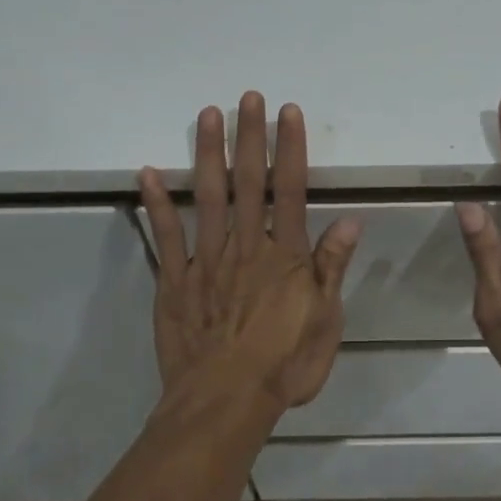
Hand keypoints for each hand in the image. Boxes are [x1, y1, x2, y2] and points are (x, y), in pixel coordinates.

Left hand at [139, 92, 361, 413]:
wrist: (225, 403)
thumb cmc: (284, 365)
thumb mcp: (325, 321)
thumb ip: (332, 267)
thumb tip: (351, 219)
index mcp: (284, 255)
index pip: (290, 189)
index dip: (289, 149)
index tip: (287, 113)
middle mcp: (245, 246)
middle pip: (248, 182)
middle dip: (249, 137)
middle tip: (247, 97)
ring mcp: (206, 260)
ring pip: (208, 196)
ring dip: (208, 154)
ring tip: (207, 115)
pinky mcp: (175, 280)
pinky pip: (166, 236)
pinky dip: (158, 203)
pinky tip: (149, 172)